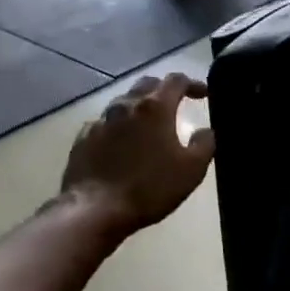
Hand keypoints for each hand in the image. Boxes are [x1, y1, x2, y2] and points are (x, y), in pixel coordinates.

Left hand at [61, 73, 215, 235]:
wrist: (95, 209)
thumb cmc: (149, 188)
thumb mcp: (191, 170)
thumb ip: (204, 144)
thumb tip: (206, 131)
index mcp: (154, 107)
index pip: (176, 81)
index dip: (192, 83)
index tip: (203, 93)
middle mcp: (126, 105)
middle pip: (147, 84)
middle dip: (164, 89)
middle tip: (176, 102)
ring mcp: (100, 120)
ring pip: (124, 102)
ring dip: (140, 106)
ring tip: (149, 123)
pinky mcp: (83, 137)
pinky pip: (105, 122)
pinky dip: (119, 126)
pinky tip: (121, 142)